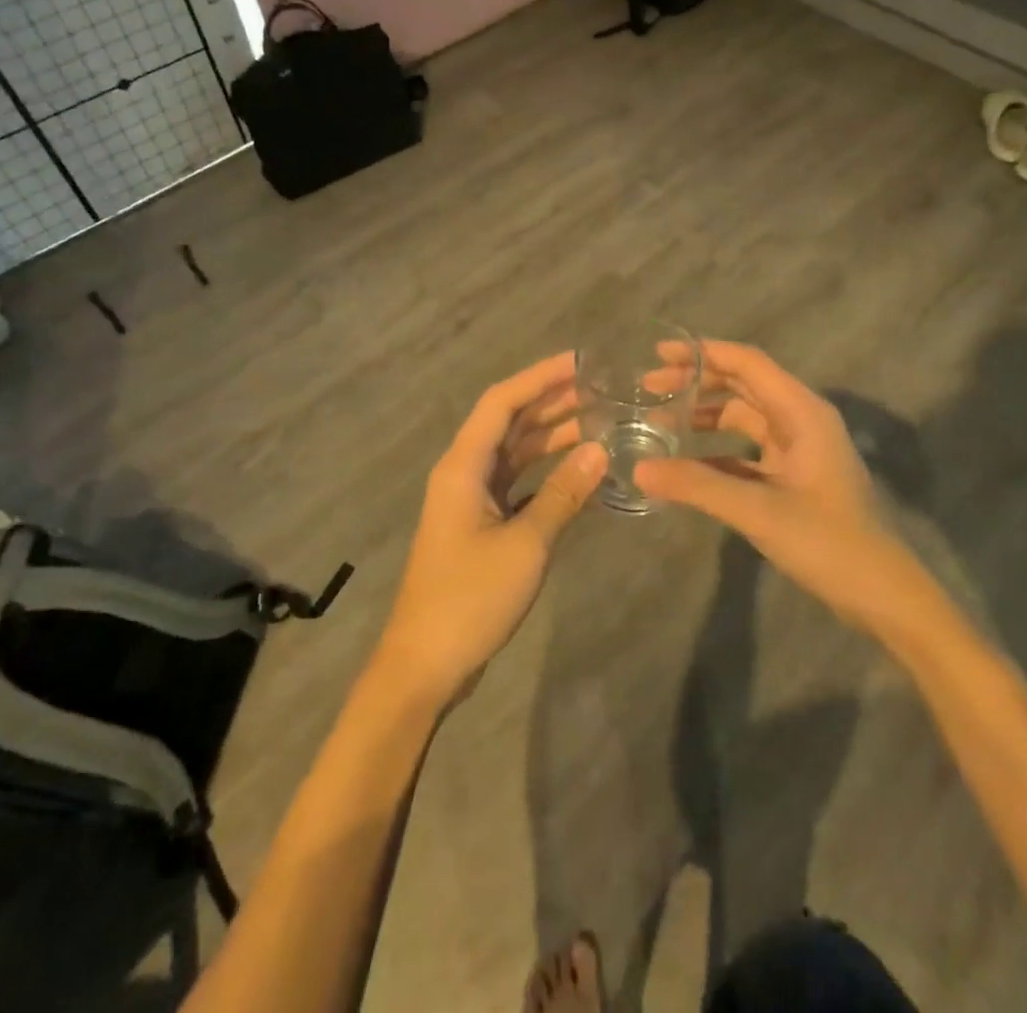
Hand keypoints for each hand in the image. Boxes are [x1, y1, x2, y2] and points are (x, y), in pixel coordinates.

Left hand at [372, 352, 608, 709]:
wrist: (425, 664)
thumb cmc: (470, 599)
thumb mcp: (525, 544)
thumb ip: (563, 494)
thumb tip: (601, 449)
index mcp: (463, 466)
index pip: (502, 402)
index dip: (539, 377)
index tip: (579, 362)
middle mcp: (464, 472)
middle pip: (509, 422)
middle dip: (551, 401)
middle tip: (600, 389)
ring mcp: (471, 500)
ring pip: (514, 453)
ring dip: (551, 435)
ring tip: (598, 420)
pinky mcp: (481, 525)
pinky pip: (517, 483)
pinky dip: (546, 473)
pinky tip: (578, 471)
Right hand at [633, 341, 930, 635]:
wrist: (881, 595)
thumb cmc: (828, 543)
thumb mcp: (758, 511)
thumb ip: (697, 485)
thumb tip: (639, 469)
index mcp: (801, 412)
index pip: (747, 363)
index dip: (702, 352)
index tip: (658, 353)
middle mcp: (800, 420)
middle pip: (742, 384)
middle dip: (696, 381)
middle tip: (649, 388)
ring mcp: (797, 449)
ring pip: (743, 416)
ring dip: (704, 415)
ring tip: (659, 421)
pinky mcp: (792, 476)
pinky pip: (746, 449)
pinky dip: (715, 449)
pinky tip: (684, 463)